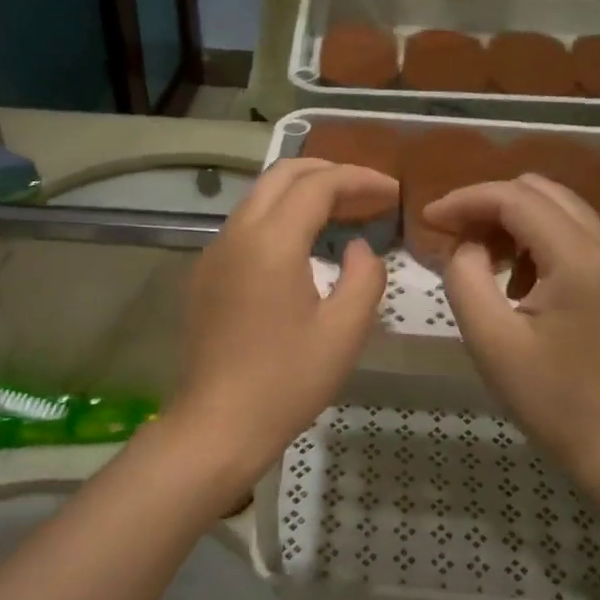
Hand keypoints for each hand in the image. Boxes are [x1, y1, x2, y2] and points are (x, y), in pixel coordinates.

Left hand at [169, 159, 394, 493]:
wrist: (217, 426)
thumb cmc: (286, 382)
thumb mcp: (344, 331)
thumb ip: (364, 277)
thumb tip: (359, 248)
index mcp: (271, 241)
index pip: (319, 185)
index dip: (360, 180)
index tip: (393, 193)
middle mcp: (236, 233)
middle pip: (283, 174)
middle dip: (330, 174)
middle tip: (369, 195)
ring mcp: (215, 252)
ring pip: (261, 198)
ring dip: (304, 195)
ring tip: (345, 215)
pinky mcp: (206, 274)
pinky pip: (247, 226)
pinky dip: (281, 218)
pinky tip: (306, 246)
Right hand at [426, 176, 599, 470]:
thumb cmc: (547, 395)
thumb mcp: (489, 337)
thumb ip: (465, 276)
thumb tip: (467, 245)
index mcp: (578, 257)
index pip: (515, 198)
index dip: (465, 200)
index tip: (428, 219)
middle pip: (539, 190)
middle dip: (489, 204)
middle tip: (453, 236)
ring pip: (557, 207)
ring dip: (512, 220)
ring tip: (480, 259)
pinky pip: (571, 233)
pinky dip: (536, 238)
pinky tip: (516, 279)